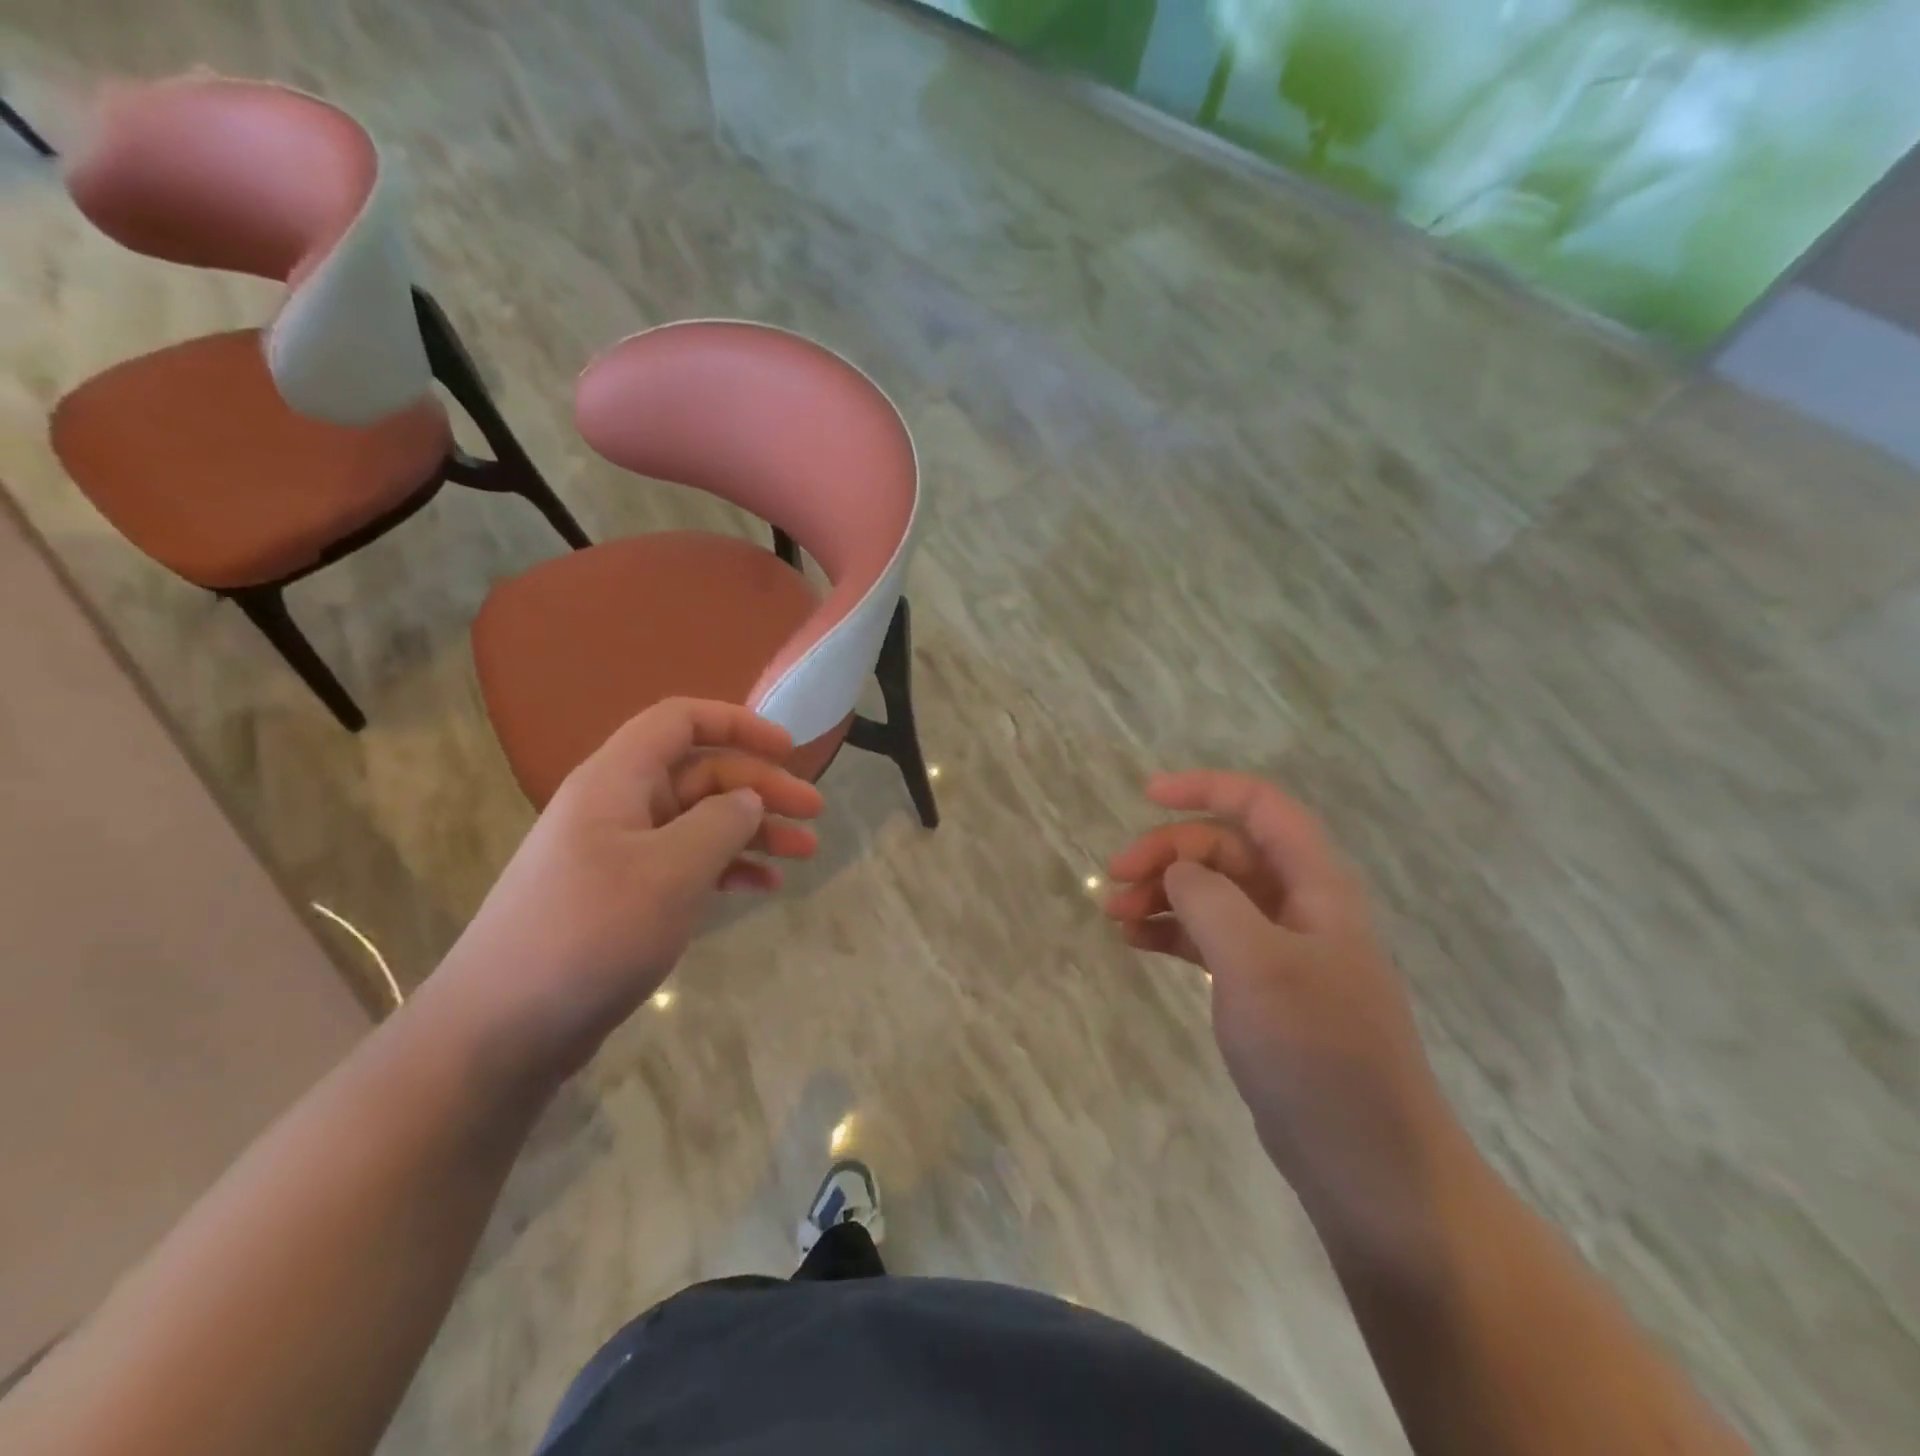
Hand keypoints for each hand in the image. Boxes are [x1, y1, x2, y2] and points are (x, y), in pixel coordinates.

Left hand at [437, 699, 823, 1082]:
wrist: (501, 1029)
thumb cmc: (590, 934)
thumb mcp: (670, 872)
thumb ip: (720, 824)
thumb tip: (748, 801)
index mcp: (617, 780)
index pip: (680, 722)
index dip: (737, 723)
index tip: (789, 749)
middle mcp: (617, 805)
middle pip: (701, 774)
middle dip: (761, 788)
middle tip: (815, 813)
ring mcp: (618, 852)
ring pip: (699, 821)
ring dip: (753, 831)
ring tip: (804, 853)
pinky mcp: (622, 895)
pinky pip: (685, 863)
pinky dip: (727, 867)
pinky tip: (763, 886)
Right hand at [1105, 772, 1464, 1243]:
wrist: (1368, 1164)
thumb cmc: (1318, 1052)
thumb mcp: (1257, 965)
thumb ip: (1210, 901)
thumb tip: (1177, 869)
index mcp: (1316, 885)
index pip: (1261, 807)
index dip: (1206, 788)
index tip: (1146, 794)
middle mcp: (1300, 906)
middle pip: (1226, 850)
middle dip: (1168, 854)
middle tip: (1115, 879)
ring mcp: (1281, 949)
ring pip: (1213, 894)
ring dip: (1163, 893)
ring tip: (1114, 914)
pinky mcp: (1263, 988)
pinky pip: (1209, 938)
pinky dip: (1171, 932)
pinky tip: (1135, 942)